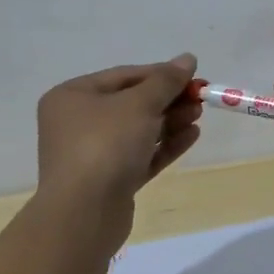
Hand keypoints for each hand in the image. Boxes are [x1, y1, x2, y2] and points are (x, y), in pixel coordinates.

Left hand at [36, 55, 201, 225]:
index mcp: (72, 96)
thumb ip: (165, 81)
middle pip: (131, 103)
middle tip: (200, 99)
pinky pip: (140, 155)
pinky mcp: (109, 181)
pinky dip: (164, 145)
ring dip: (170, 121)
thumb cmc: (105, 145)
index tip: (193, 76)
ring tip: (199, 116)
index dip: (160, 74)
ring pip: (138, 131)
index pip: (124, 76)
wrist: (84, 214)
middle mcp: (77, 123)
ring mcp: (92, 154)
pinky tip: (191, 136)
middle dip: (168, 100)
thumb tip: (188, 58)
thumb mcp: (139, 104)